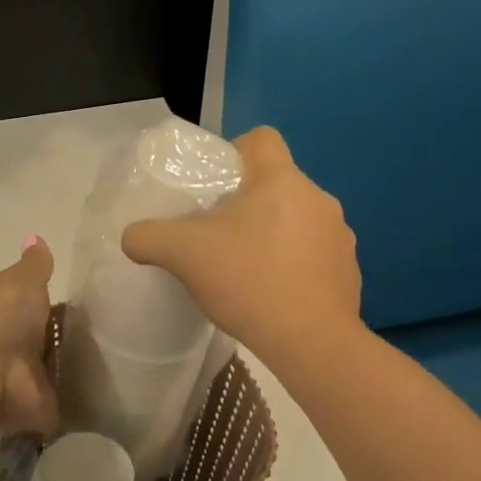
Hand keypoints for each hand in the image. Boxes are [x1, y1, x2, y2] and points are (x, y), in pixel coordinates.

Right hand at [121, 127, 361, 365]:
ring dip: (272, 234)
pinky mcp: (349, 271)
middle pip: (276, 183)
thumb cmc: (248, 281)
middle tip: (217, 233)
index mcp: (281, 180)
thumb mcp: (183, 254)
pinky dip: (294, 265)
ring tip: (245, 268)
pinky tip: (273, 294)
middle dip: (246, 202)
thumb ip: (148, 237)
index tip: (213, 185)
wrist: (311, 342)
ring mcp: (339, 235)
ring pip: (296, 219)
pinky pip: (315, 254)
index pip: (261, 138)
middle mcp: (318, 198)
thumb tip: (131, 237)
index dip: (233, 152)